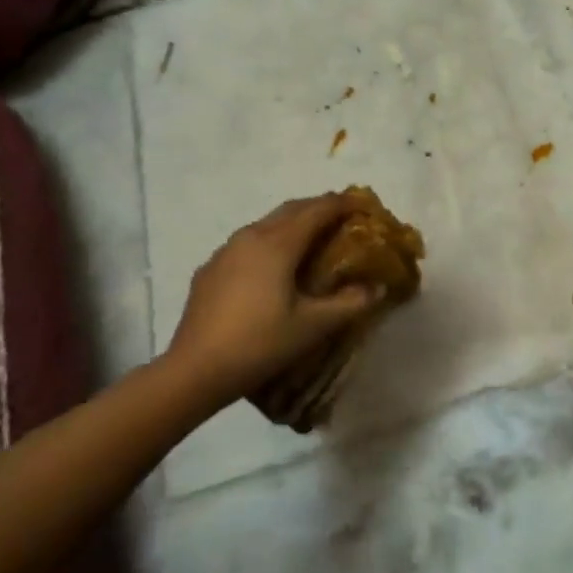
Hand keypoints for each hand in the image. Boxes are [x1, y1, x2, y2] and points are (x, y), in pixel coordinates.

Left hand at [163, 193, 383, 411]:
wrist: (195, 369)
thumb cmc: (260, 343)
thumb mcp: (312, 326)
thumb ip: (349, 304)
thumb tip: (378, 288)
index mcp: (278, 243)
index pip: (318, 210)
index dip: (343, 203)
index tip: (364, 205)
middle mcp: (251, 236)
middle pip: (292, 209)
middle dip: (319, 208)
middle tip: (343, 218)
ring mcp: (225, 251)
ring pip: (267, 223)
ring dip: (293, 224)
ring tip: (311, 241)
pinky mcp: (210, 269)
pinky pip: (247, 244)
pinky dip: (269, 243)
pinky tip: (272, 268)